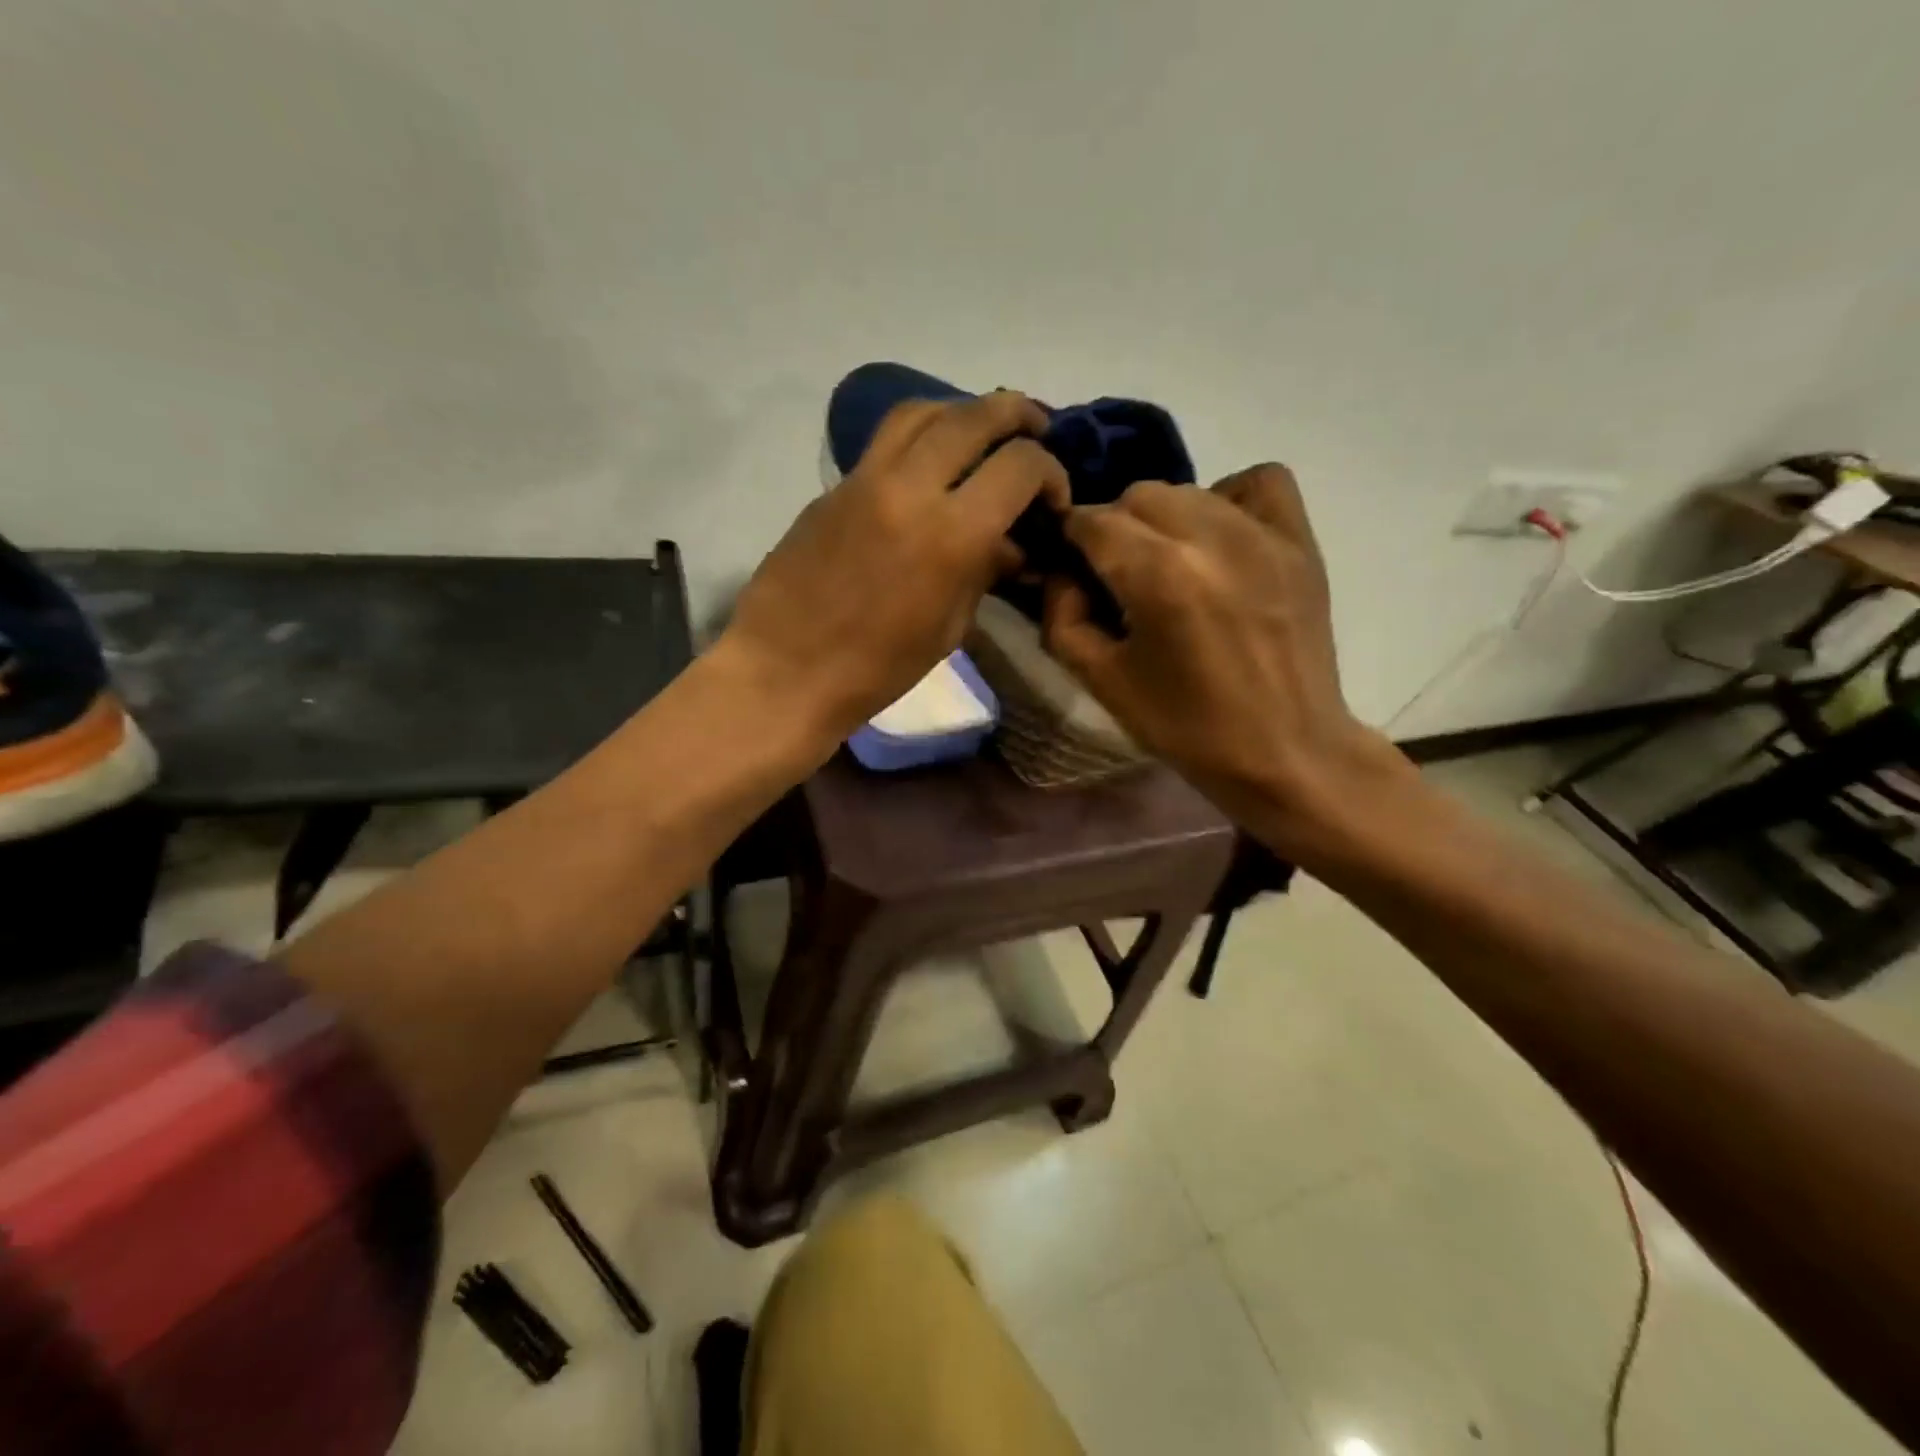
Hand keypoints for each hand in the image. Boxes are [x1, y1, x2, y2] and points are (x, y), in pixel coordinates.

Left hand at [724, 391, 1067, 752]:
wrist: (787, 670)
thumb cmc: (878, 668)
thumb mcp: (949, 628)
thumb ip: (984, 573)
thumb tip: (1010, 546)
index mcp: (951, 533)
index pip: (1020, 465)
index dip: (1050, 472)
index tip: (1052, 498)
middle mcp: (910, 487)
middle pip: (974, 416)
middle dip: (1015, 415)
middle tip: (1035, 428)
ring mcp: (864, 480)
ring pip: (921, 411)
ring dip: (962, 411)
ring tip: (981, 430)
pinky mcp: (834, 487)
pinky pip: (885, 441)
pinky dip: (920, 436)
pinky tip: (930, 464)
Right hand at [1043, 464, 1408, 846]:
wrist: (1284, 751)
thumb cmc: (1186, 726)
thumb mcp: (1102, 681)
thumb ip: (1062, 617)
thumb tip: (1063, 573)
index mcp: (1157, 575)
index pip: (1092, 521)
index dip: (1071, 540)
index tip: (1074, 567)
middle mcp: (1209, 537)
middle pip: (1137, 496)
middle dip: (1115, 529)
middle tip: (1121, 576)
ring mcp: (1262, 533)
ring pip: (1189, 489)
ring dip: (1164, 520)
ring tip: (1170, 565)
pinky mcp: (1299, 540)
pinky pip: (1258, 481)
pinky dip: (1229, 497)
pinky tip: (1220, 537)